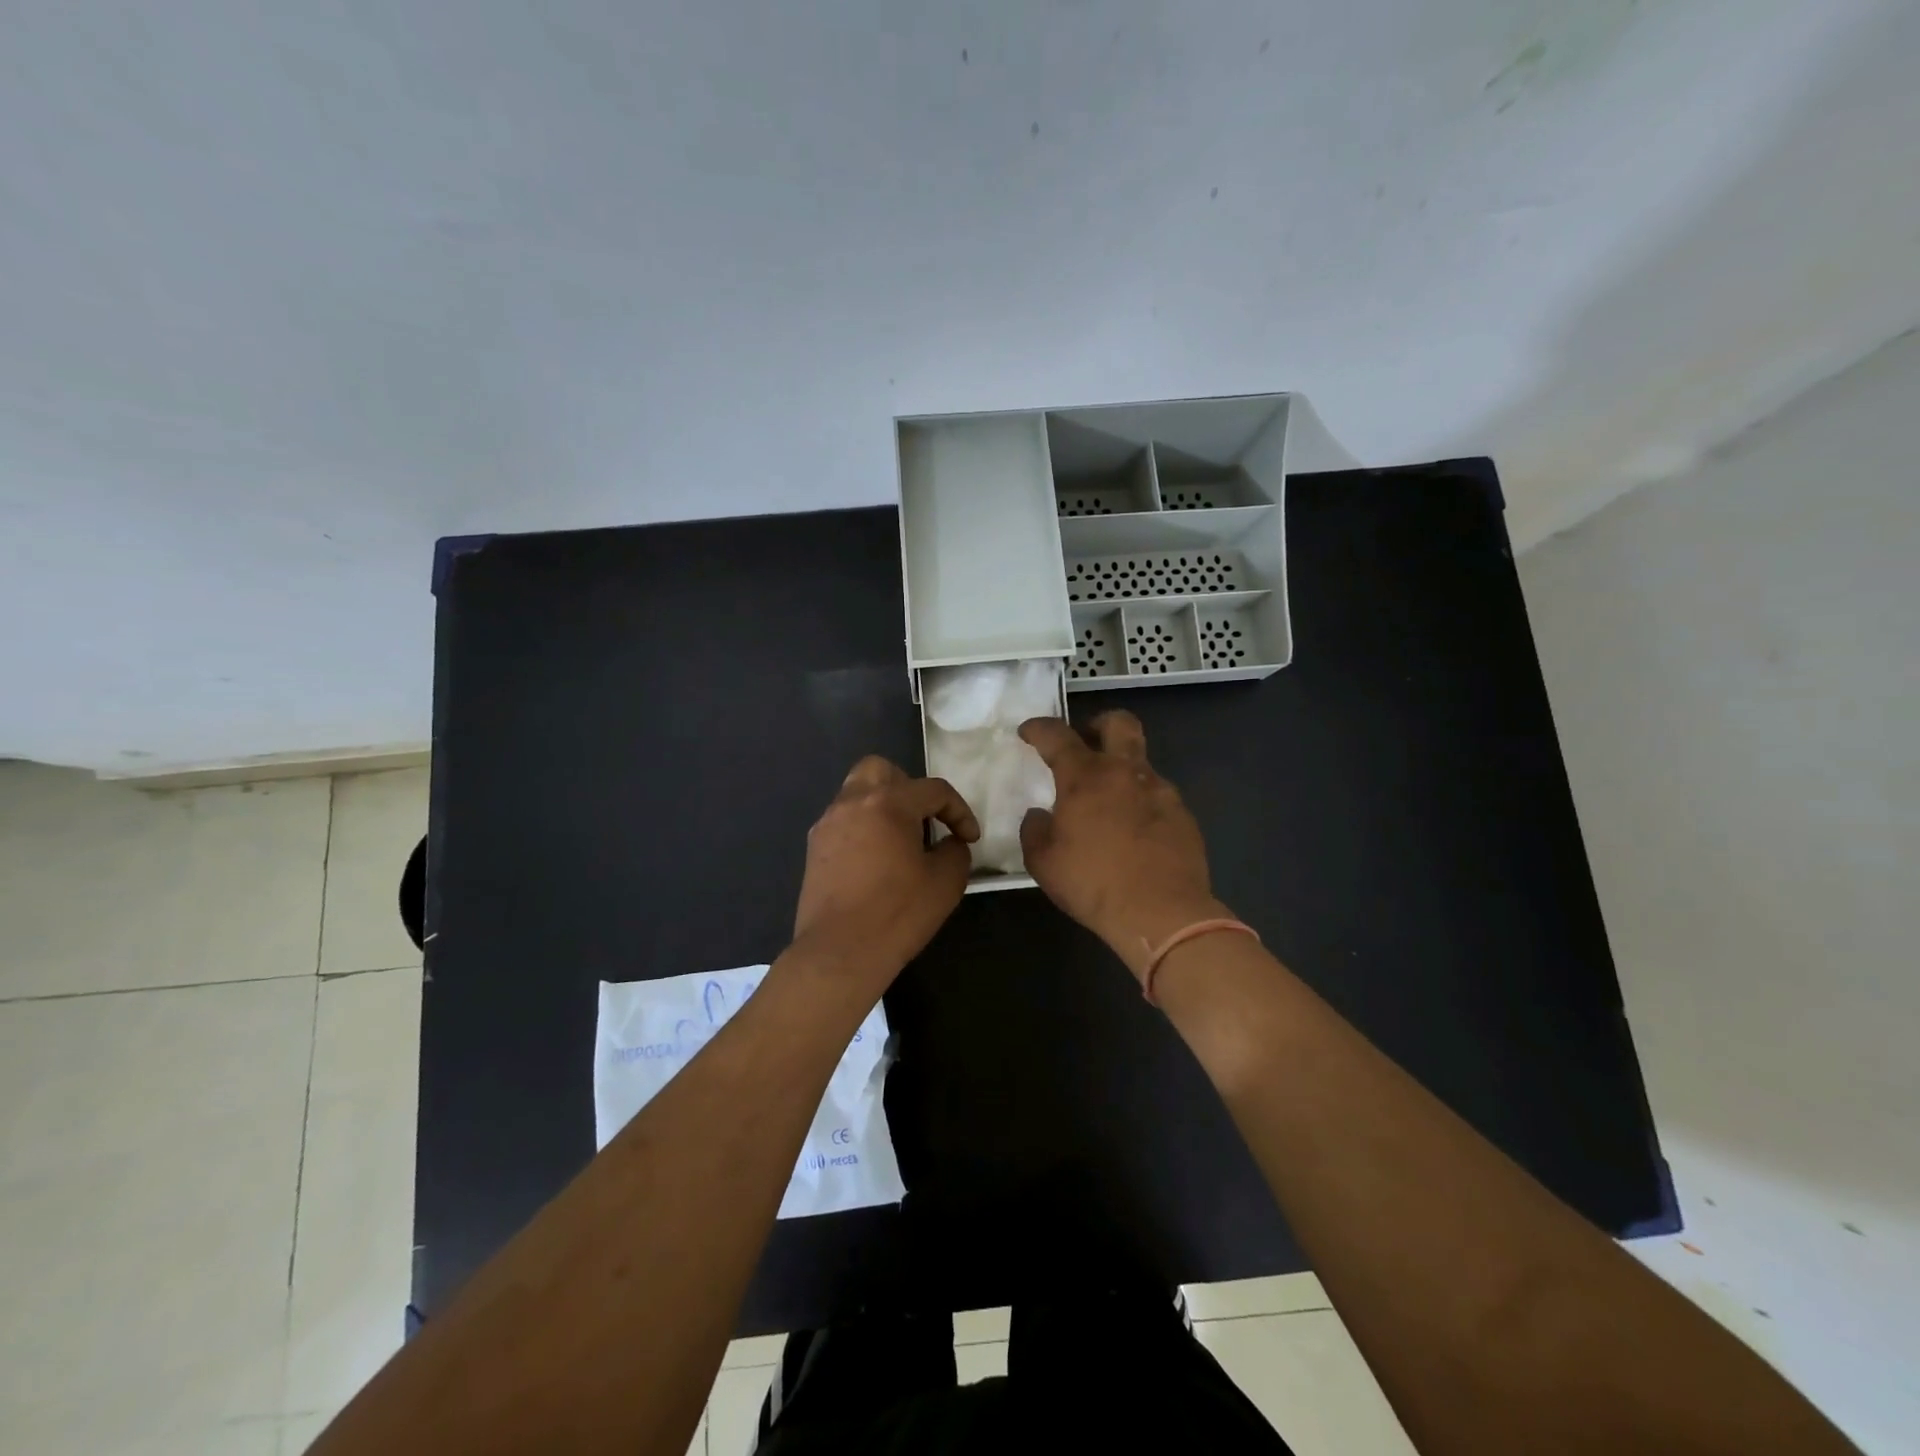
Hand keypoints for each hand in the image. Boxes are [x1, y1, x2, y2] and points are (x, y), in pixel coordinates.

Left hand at [792, 756, 978, 984]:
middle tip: (925, 821)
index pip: (933, 790)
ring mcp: (828, 823)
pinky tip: (876, 860)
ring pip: (858, 793)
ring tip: (901, 842)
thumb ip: (955, 850)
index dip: (959, 811)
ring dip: (883, 806)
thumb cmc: (898, 913)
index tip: (969, 838)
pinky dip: (864, 828)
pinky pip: (844, 820)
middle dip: (909, 788)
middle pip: (882, 770)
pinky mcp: (814, 847)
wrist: (840, 952)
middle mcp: (852, 802)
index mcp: (888, 803)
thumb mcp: (946, 881)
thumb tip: (949, 842)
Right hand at [1018, 712, 1227, 984]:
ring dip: (1121, 771)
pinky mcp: (1182, 814)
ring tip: (1108, 803)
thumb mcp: (1044, 862)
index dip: (1039, 728)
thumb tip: (1040, 815)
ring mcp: (1160, 790)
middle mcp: (1125, 772)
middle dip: (1099, 724)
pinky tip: (1134, 832)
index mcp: (1085, 777)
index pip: (1057, 735)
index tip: (1028, 732)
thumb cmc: (1094, 884)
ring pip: (1140, 762)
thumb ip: (1035, 830)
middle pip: (1119, 723)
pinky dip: (1141, 803)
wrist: (1162, 913)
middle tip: (1086, 743)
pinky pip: (1157, 795)